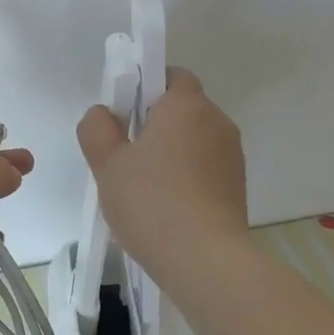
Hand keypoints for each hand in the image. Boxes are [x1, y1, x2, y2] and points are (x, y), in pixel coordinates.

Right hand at [77, 67, 247, 287]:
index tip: (121, 116)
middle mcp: (216, 121)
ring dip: (168, 153)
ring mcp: (231, 156)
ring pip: (192, 140)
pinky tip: (163, 207)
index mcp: (186, 105)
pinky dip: (184, 177)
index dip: (143, 87)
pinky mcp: (236, 186)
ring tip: (141, 188)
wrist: (204, 259)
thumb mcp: (106, 162)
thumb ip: (97, 127)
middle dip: (152, 124)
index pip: (170, 74)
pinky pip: (203, 167)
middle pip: (181, 109)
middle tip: (122, 156)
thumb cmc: (150, 201)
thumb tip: (103, 114)